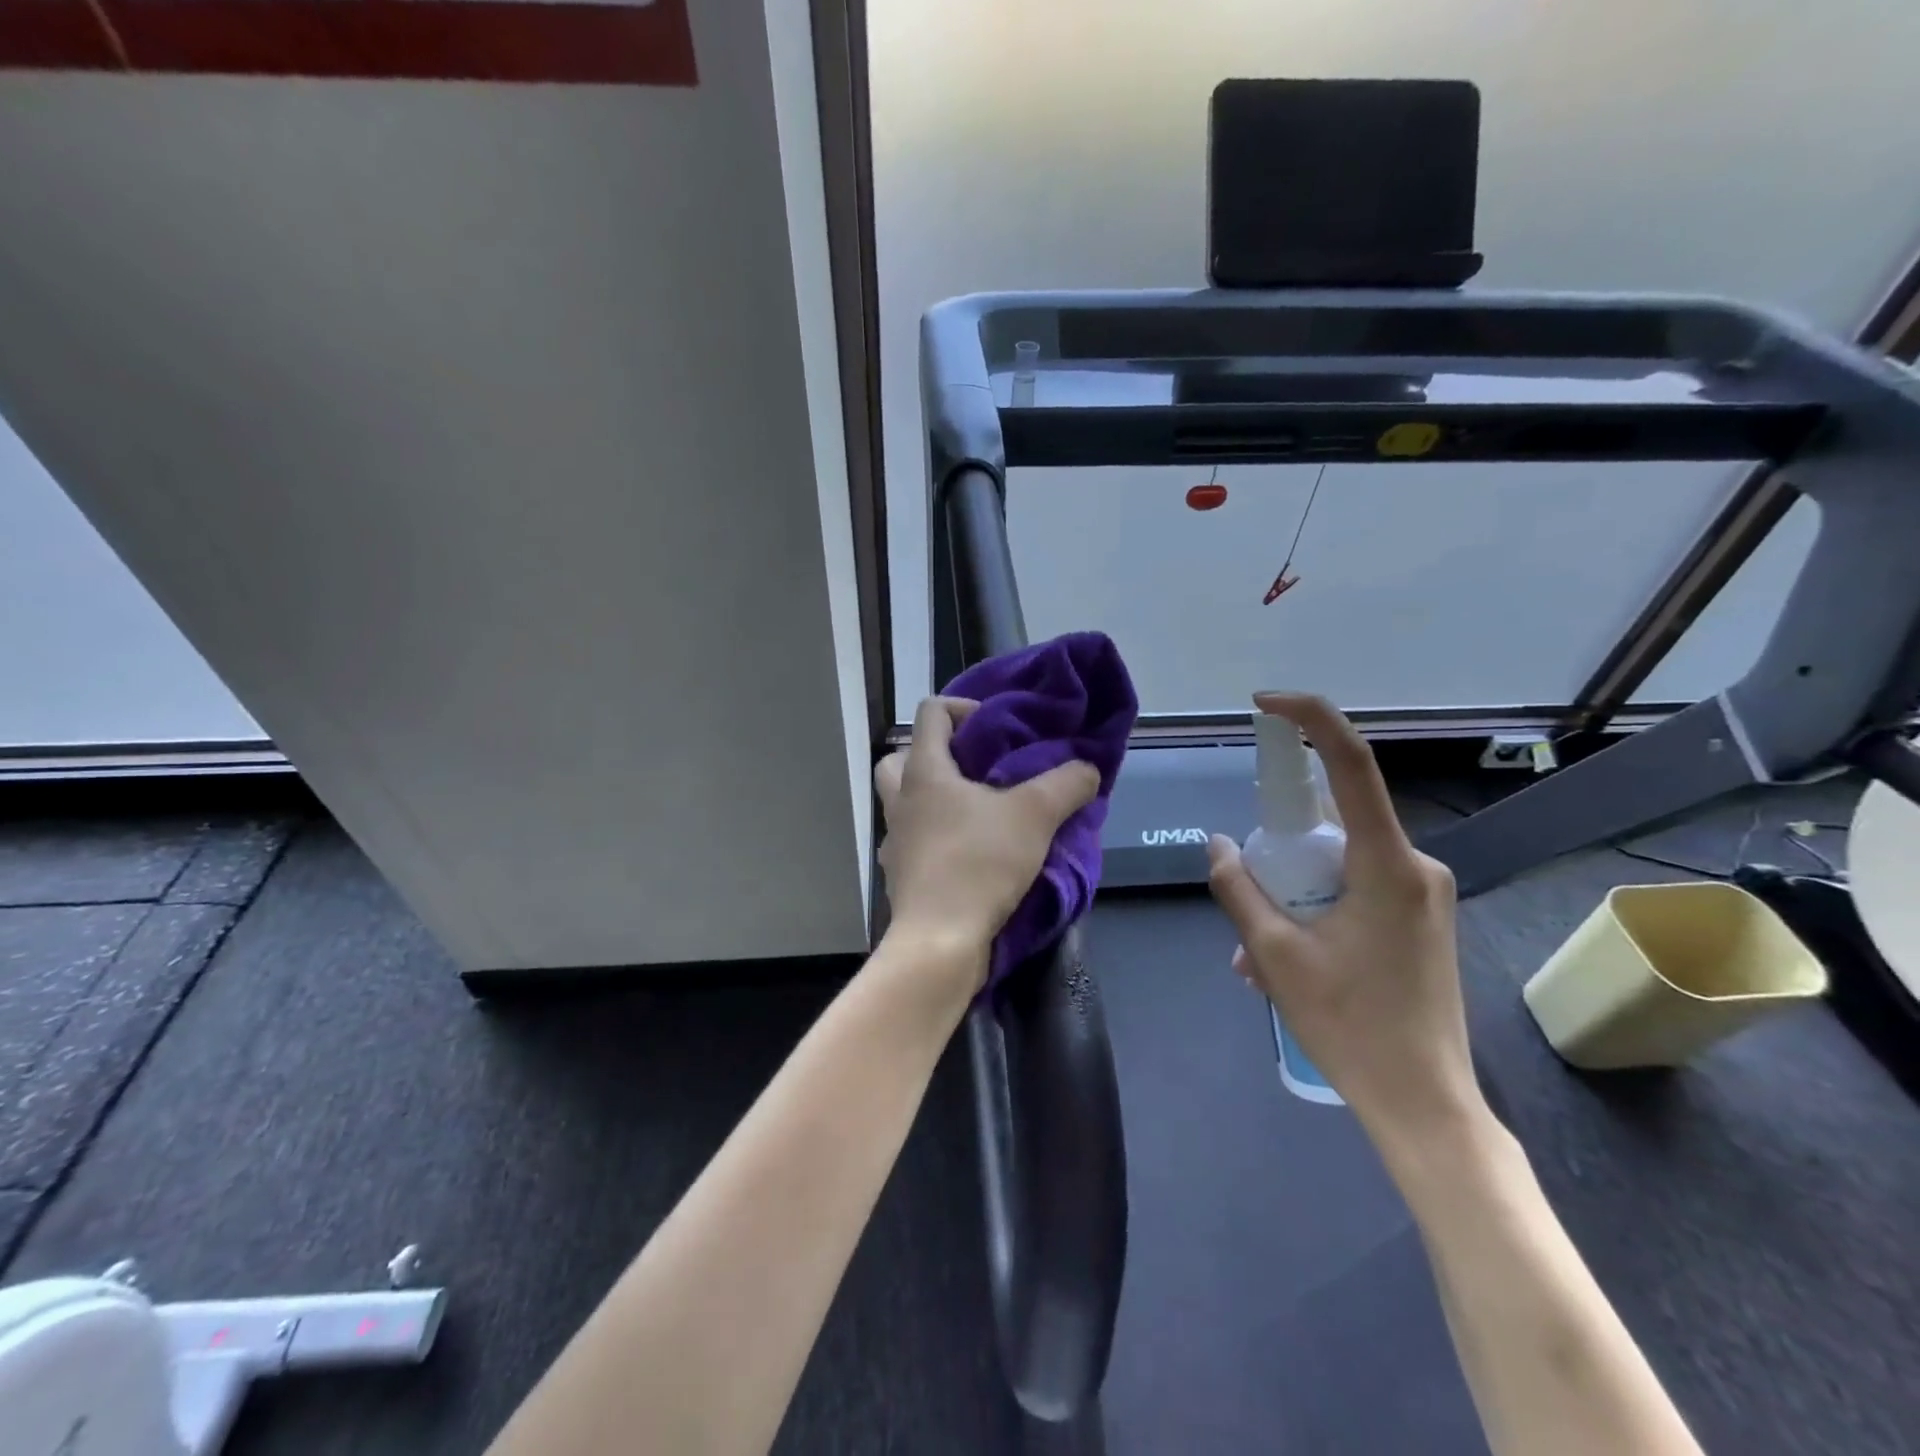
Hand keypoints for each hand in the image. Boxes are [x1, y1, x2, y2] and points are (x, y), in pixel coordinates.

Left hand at [875, 696, 1099, 982]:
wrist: (940, 940)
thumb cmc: (979, 864)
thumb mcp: (1035, 816)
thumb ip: (1066, 784)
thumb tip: (1087, 768)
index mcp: (924, 772)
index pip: (931, 713)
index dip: (963, 708)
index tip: (996, 728)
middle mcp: (901, 801)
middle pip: (899, 758)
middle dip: (933, 755)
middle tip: (972, 769)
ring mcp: (895, 841)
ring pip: (903, 803)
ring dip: (932, 799)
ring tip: (976, 812)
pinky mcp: (900, 875)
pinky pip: (913, 842)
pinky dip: (935, 839)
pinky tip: (969, 853)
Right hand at [1205, 692, 1483, 1149]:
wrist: (1425, 1105)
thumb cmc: (1349, 1026)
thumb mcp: (1274, 955)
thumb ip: (1239, 888)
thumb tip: (1217, 844)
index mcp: (1387, 864)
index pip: (1350, 763)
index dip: (1309, 719)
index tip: (1265, 703)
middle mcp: (1414, 866)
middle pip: (1333, 823)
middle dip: (1279, 852)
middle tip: (1246, 904)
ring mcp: (1422, 894)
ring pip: (1338, 864)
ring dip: (1291, 893)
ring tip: (1255, 957)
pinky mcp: (1419, 919)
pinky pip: (1354, 890)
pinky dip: (1313, 910)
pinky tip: (1284, 963)